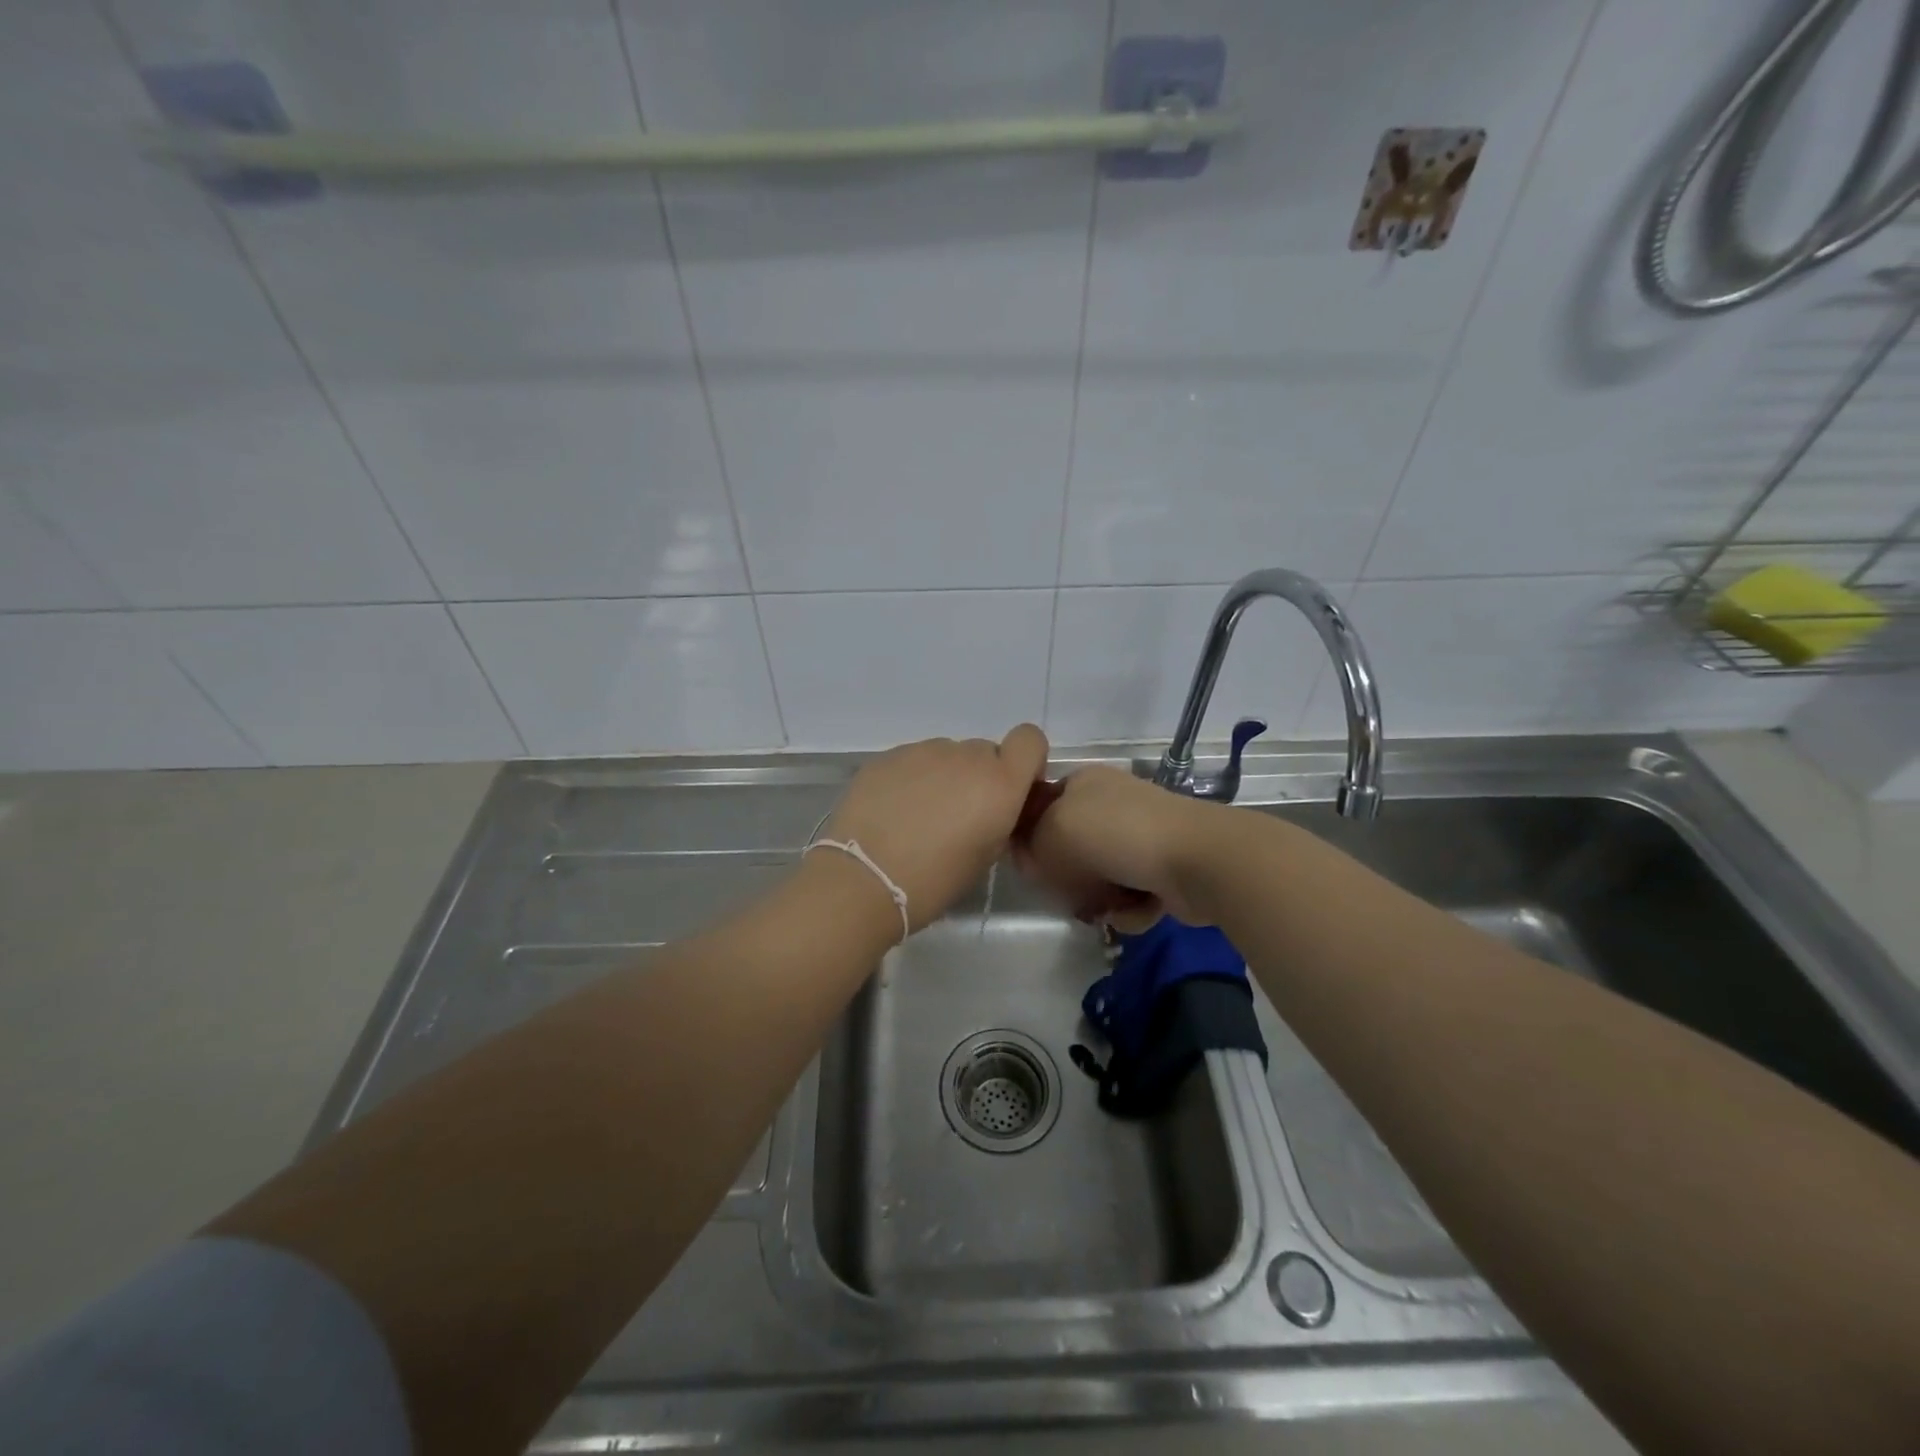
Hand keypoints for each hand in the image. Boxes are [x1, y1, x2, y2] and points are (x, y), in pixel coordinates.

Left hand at [820, 724, 1049, 932]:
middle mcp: (966, 756)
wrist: (864, 879)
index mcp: (999, 783)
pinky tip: (894, 811)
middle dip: (979, 777)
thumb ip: (999, 818)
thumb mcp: (985, 856)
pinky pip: (914, 760)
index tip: (1011, 789)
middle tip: (958, 815)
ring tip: (920, 816)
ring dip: (944, 777)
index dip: (1025, 761)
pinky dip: (912, 779)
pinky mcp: (888, 755)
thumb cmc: (934, 881)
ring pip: (948, 755)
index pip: (1030, 739)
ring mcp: (924, 751)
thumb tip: (991, 807)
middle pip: (985, 751)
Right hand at [1013, 765, 1219, 926]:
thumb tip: (1032, 861)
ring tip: (1109, 907)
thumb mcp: (1053, 831)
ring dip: (1099, 899)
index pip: (1040, 809)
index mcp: (1082, 783)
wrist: (1197, 859)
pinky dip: (1129, 908)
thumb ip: (1029, 845)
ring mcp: (1139, 836)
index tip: (1033, 867)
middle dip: (1069, 878)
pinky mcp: (1162, 868)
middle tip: (1070, 893)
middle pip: (1069, 850)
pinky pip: (1128, 895)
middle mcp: (1110, 805)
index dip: (1031, 840)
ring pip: (1098, 878)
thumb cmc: (1117, 835)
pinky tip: (1137, 910)